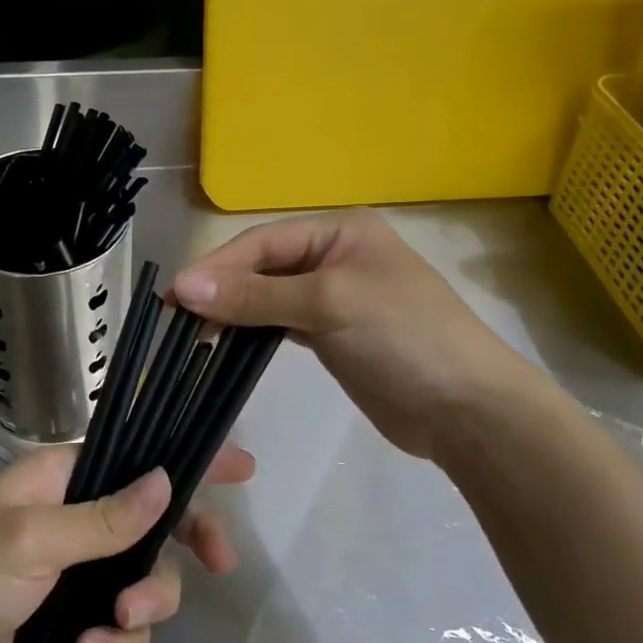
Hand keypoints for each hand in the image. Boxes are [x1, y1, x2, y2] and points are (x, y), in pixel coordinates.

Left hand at [0, 443, 255, 642]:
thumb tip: (167, 480)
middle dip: (187, 542)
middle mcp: (80, 517)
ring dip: (148, 603)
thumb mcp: (29, 538)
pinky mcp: (77, 620)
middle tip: (220, 562)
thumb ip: (102, 518)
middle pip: (158, 520)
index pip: (136, 455)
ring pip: (148, 578)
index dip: (187, 458)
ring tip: (117, 621)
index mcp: (64, 477)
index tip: (242, 467)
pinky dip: (118, 642)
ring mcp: (80, 572)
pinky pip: (125, 627)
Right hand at [172, 209, 547, 460]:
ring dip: (232, 312)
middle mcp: (334, 257)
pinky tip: (225, 343)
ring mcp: (334, 297)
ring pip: (267, 296)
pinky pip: (279, 323)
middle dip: (221, 290)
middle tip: (176, 318)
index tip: (174, 294)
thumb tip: (184, 287)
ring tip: (192, 334)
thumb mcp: (328, 304)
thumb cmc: (403, 338)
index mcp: (340, 232)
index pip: (263, 243)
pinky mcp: (331, 334)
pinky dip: (252, 331)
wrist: (468, 410)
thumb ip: (255, 295)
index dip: (217, 267)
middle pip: (262, 267)